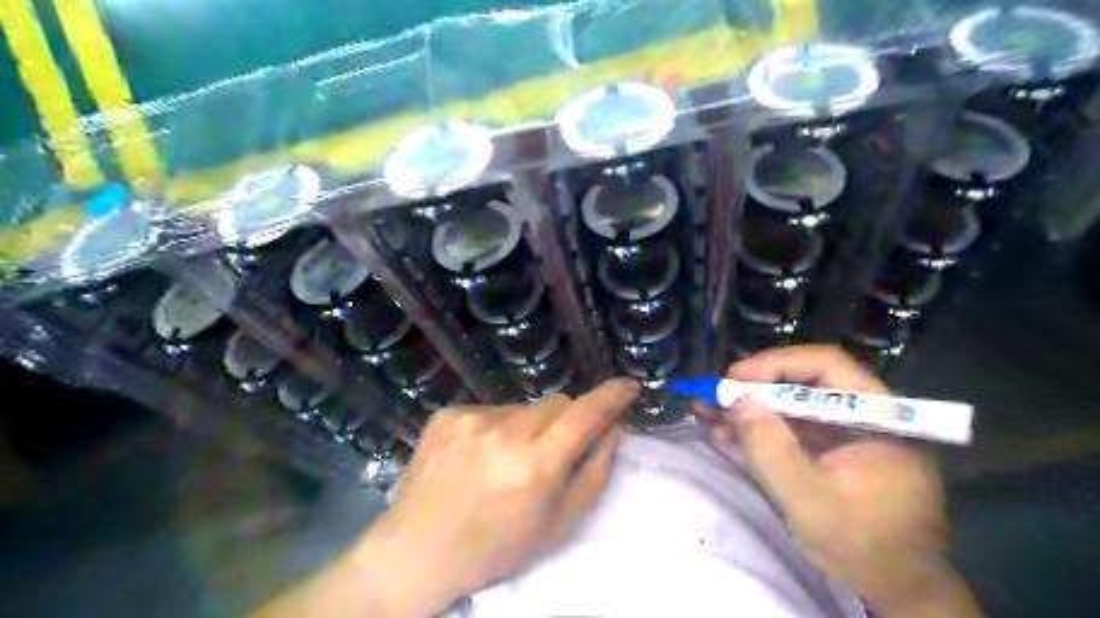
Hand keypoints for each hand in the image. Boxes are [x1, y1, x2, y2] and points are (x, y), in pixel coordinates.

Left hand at [357, 379, 641, 616]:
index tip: (629, 386)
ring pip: (523, 407)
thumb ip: (594, 471)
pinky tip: (478, 456)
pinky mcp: (447, 414)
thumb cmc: (496, 547)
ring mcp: (471, 419)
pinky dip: (495, 427)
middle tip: (550, 452)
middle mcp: (504, 433)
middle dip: (565, 422)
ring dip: (527, 426)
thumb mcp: (558, 523)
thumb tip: (615, 428)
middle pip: (557, 403)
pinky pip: (491, 410)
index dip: (612, 396)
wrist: (418, 551)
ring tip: (506, 460)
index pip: (586, 413)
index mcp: (536, 466)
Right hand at [705, 345, 954, 611]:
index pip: (827, 366)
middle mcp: (861, 414)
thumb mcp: (813, 503)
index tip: (735, 379)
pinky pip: (788, 429)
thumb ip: (774, 452)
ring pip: (789, 404)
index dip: (777, 365)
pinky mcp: (826, 450)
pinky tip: (725, 434)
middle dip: (754, 388)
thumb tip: (740, 402)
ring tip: (707, 413)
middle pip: (802, 382)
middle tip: (715, 397)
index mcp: (879, 417)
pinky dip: (756, 430)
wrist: (894, 588)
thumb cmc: (865, 548)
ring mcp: (842, 433)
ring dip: (748, 408)